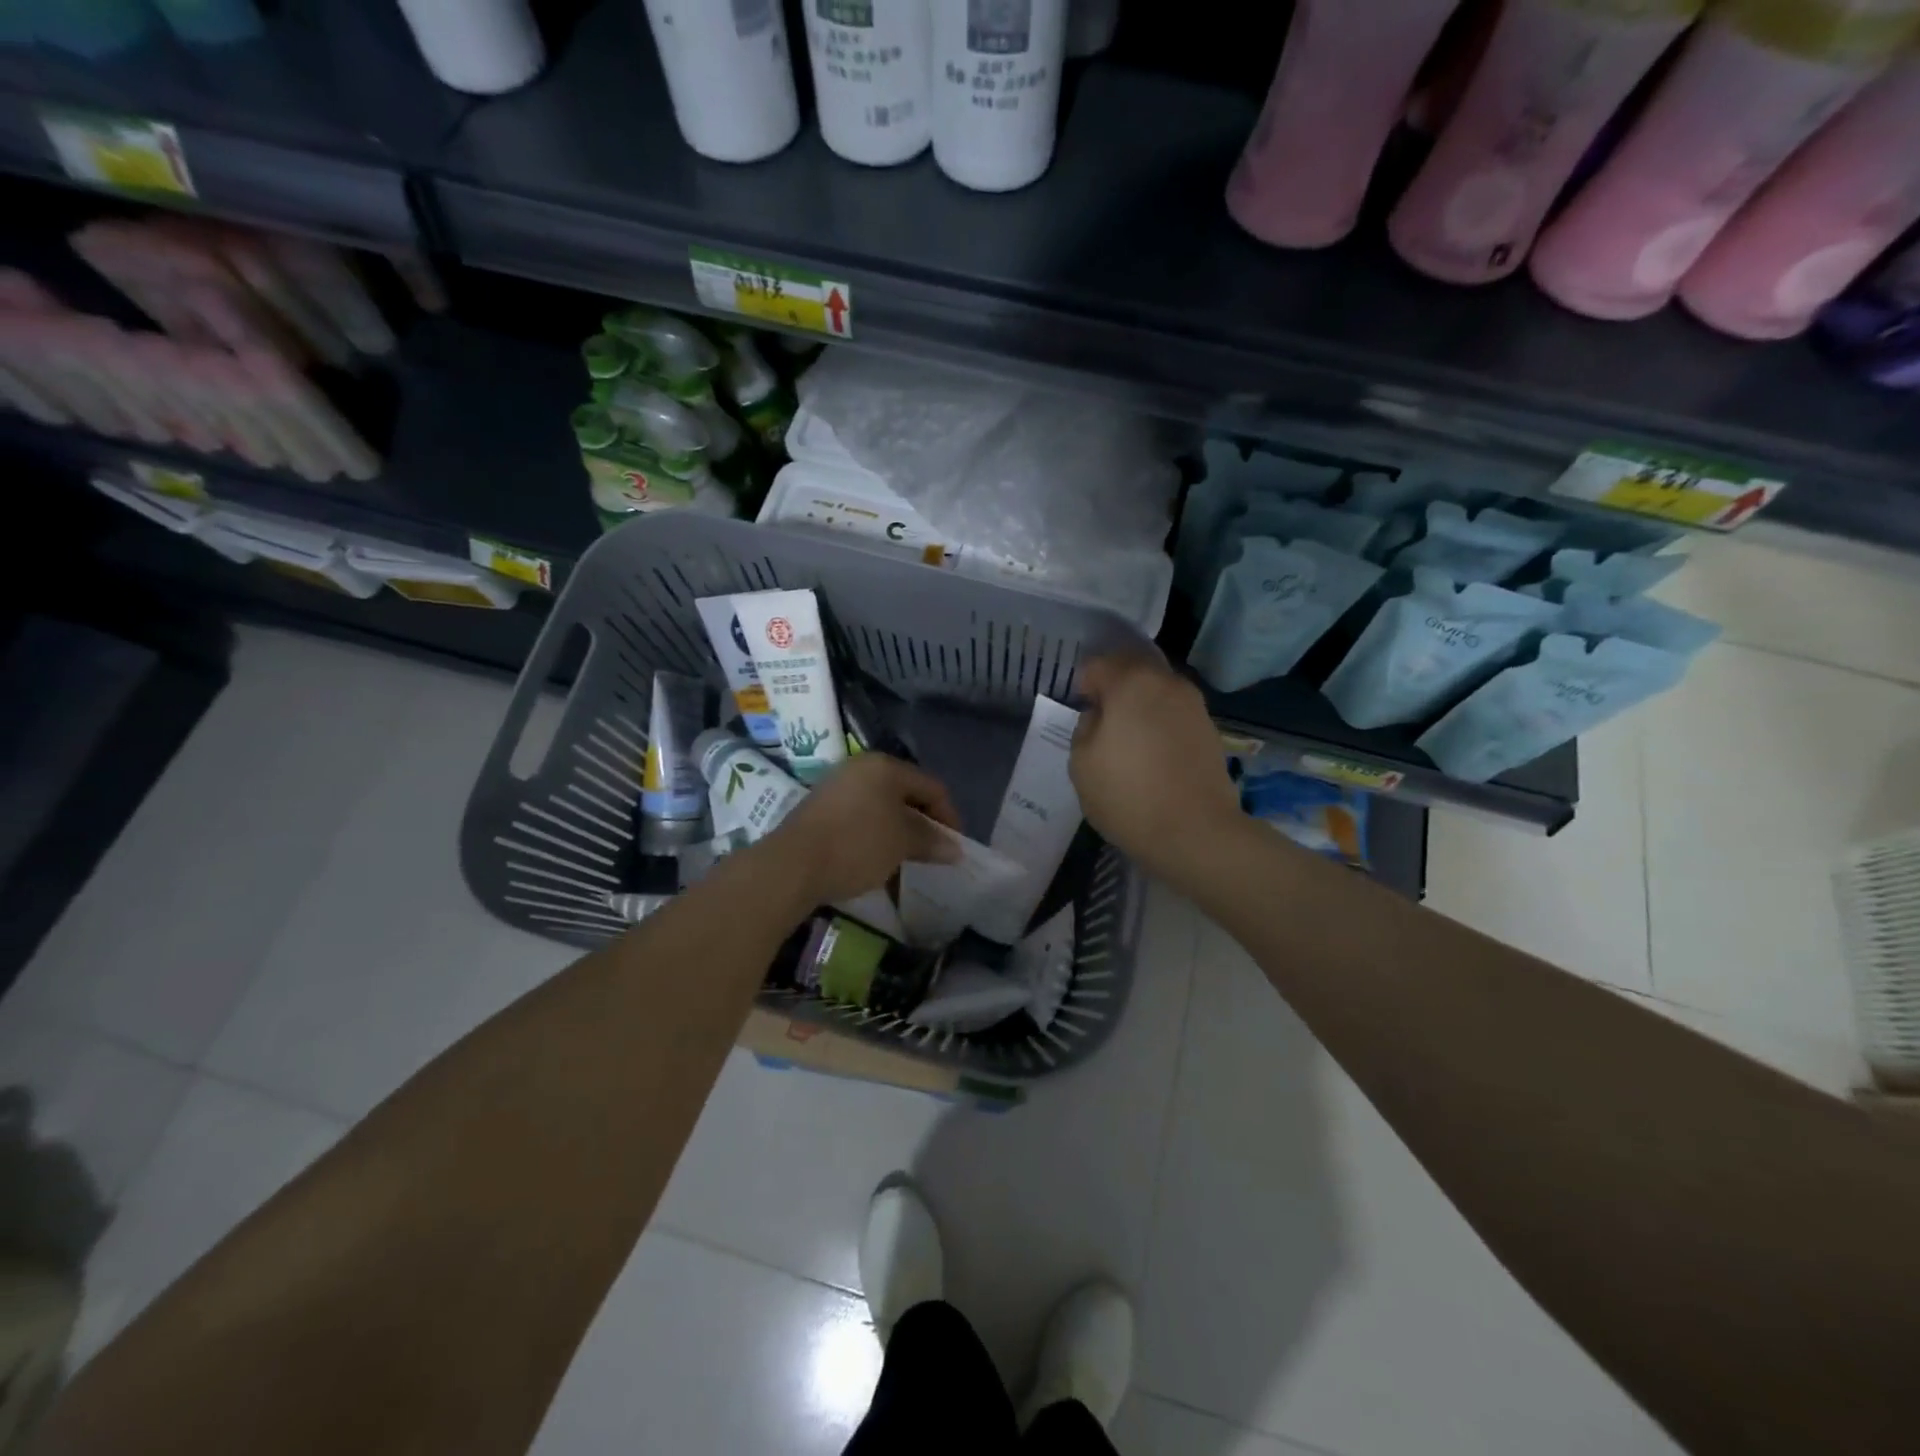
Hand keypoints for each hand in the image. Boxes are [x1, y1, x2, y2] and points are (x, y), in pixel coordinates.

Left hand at [761, 753, 962, 907]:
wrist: (792, 865)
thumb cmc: (857, 844)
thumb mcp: (902, 842)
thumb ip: (931, 840)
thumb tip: (954, 848)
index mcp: (885, 767)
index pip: (932, 787)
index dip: (949, 817)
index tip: (955, 848)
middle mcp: (861, 769)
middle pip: (905, 795)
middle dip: (923, 825)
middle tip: (933, 854)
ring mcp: (837, 787)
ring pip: (881, 809)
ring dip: (899, 834)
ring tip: (907, 862)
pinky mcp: (820, 810)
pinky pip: (860, 819)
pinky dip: (875, 837)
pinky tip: (877, 862)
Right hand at [1071, 654, 1240, 883]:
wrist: (1195, 833)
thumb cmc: (1128, 795)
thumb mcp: (1082, 763)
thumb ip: (1085, 728)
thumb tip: (1100, 717)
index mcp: (1131, 682)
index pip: (1098, 665)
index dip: (1083, 684)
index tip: (1079, 710)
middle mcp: (1167, 683)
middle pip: (1132, 671)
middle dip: (1113, 689)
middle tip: (1100, 720)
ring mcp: (1194, 706)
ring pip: (1157, 692)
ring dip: (1139, 706)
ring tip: (1127, 739)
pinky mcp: (1210, 730)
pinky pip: (1174, 715)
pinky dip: (1159, 724)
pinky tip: (1152, 753)